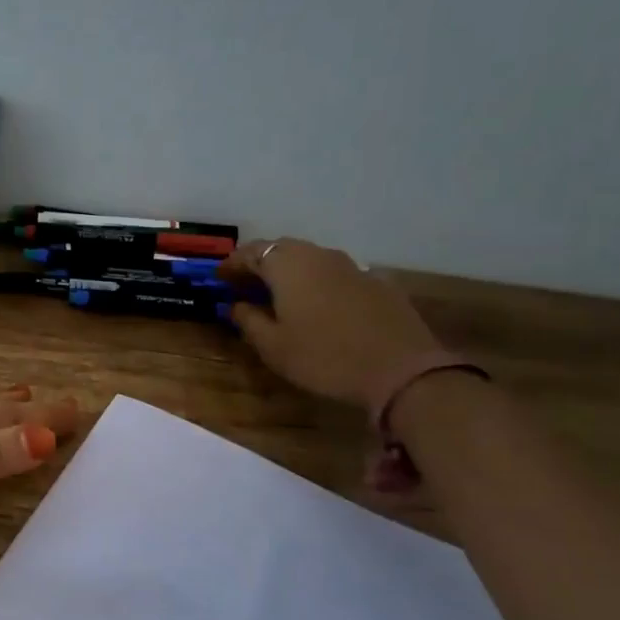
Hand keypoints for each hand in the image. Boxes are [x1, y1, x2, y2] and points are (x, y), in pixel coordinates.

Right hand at [218, 238, 441, 411]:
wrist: (400, 369)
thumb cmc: (323, 357)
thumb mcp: (273, 346)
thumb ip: (248, 321)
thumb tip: (236, 305)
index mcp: (287, 265)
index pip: (251, 252)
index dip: (232, 264)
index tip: (219, 278)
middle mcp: (318, 255)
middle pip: (282, 250)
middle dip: (260, 264)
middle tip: (244, 285)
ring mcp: (352, 266)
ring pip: (311, 260)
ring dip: (290, 272)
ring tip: (278, 296)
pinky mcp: (376, 282)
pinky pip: (335, 274)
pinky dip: (317, 283)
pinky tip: (317, 306)